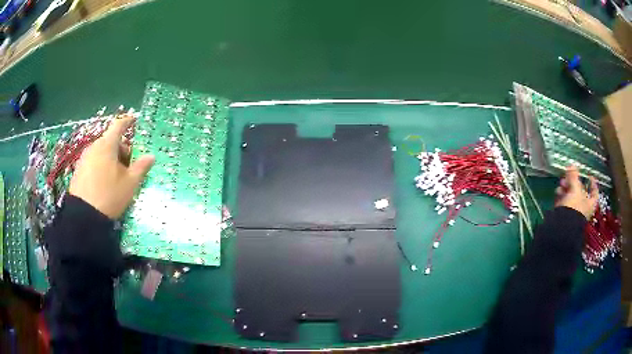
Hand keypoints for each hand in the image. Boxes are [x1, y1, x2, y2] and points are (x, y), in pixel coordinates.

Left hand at [69, 114, 154, 218]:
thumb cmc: (109, 195)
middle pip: (110, 141)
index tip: (134, 120)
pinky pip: (93, 161)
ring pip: (101, 152)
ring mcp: (84, 158)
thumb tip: (151, 156)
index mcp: (107, 145)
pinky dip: (101, 165)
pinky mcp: (79, 170)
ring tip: (116, 177)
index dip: (128, 121)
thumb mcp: (130, 183)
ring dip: (111, 158)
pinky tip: (104, 182)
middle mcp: (94, 146)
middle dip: (121, 149)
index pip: (119, 125)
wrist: (83, 216)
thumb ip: (141, 167)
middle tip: (129, 165)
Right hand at [554, 165, 597, 219]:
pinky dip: (561, 195)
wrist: (563, 226)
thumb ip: (574, 176)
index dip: (593, 183)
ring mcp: (574, 212)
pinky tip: (557, 191)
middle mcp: (584, 208)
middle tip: (568, 175)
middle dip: (574, 182)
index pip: (594, 192)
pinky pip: (564, 202)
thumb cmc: (574, 207)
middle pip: (580, 192)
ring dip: (566, 187)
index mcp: (590, 203)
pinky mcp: (565, 215)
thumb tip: (572, 164)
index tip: (589, 175)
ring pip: (571, 196)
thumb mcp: (575, 189)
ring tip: (561, 183)